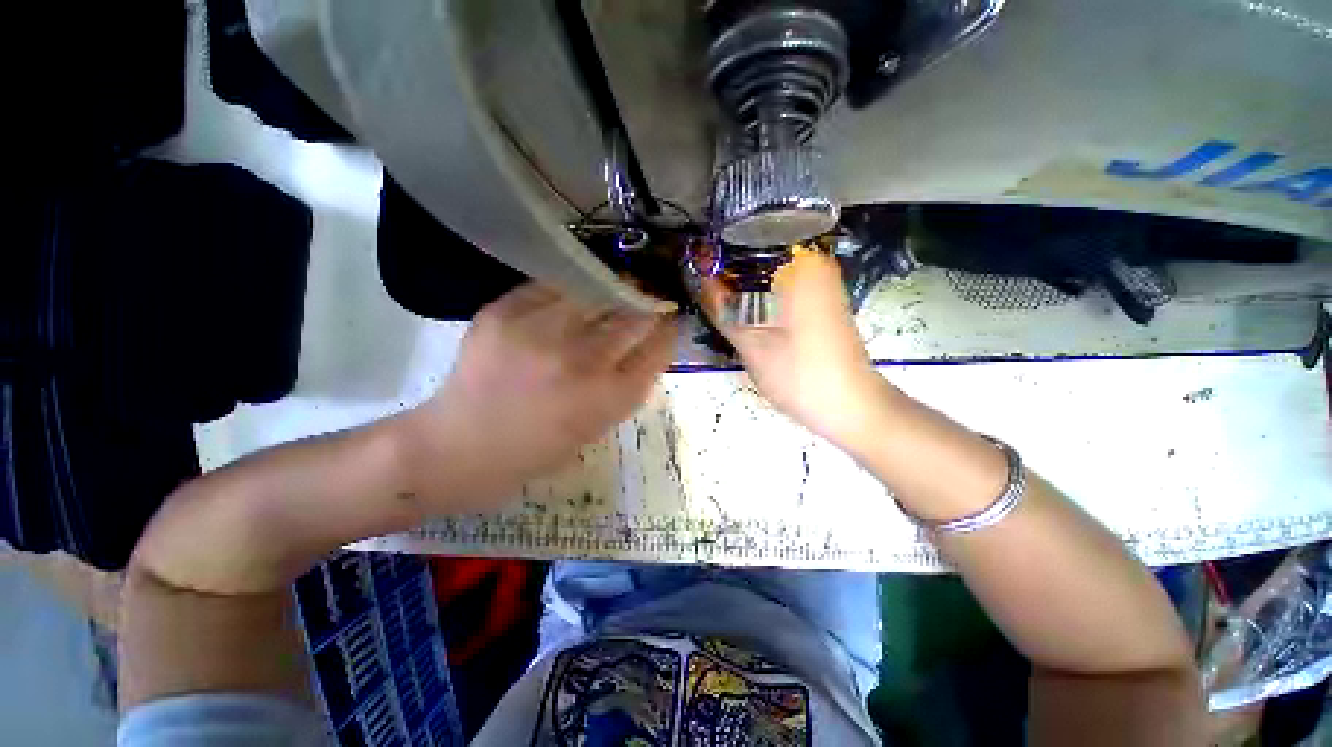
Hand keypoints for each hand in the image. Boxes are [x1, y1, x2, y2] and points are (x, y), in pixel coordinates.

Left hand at [398, 283, 675, 511]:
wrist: (461, 447)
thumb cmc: (537, 450)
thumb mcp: (597, 427)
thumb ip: (625, 386)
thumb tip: (645, 345)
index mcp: (608, 399)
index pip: (657, 350)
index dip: (669, 331)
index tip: (671, 321)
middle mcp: (581, 363)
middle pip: (634, 318)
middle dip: (649, 307)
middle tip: (650, 300)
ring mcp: (541, 333)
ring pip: (598, 294)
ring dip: (616, 290)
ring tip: (619, 288)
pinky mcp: (505, 313)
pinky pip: (554, 285)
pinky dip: (573, 286)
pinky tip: (578, 289)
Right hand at [702, 250, 892, 446]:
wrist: (850, 406)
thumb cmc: (799, 374)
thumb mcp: (751, 344)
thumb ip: (722, 309)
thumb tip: (699, 279)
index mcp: (800, 264)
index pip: (748, 241)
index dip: (718, 254)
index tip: (695, 268)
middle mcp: (815, 264)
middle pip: (759, 256)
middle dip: (730, 272)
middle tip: (703, 289)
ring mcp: (821, 283)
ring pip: (769, 274)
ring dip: (744, 286)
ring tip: (718, 301)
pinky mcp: (821, 302)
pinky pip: (782, 288)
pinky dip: (762, 297)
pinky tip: (745, 313)